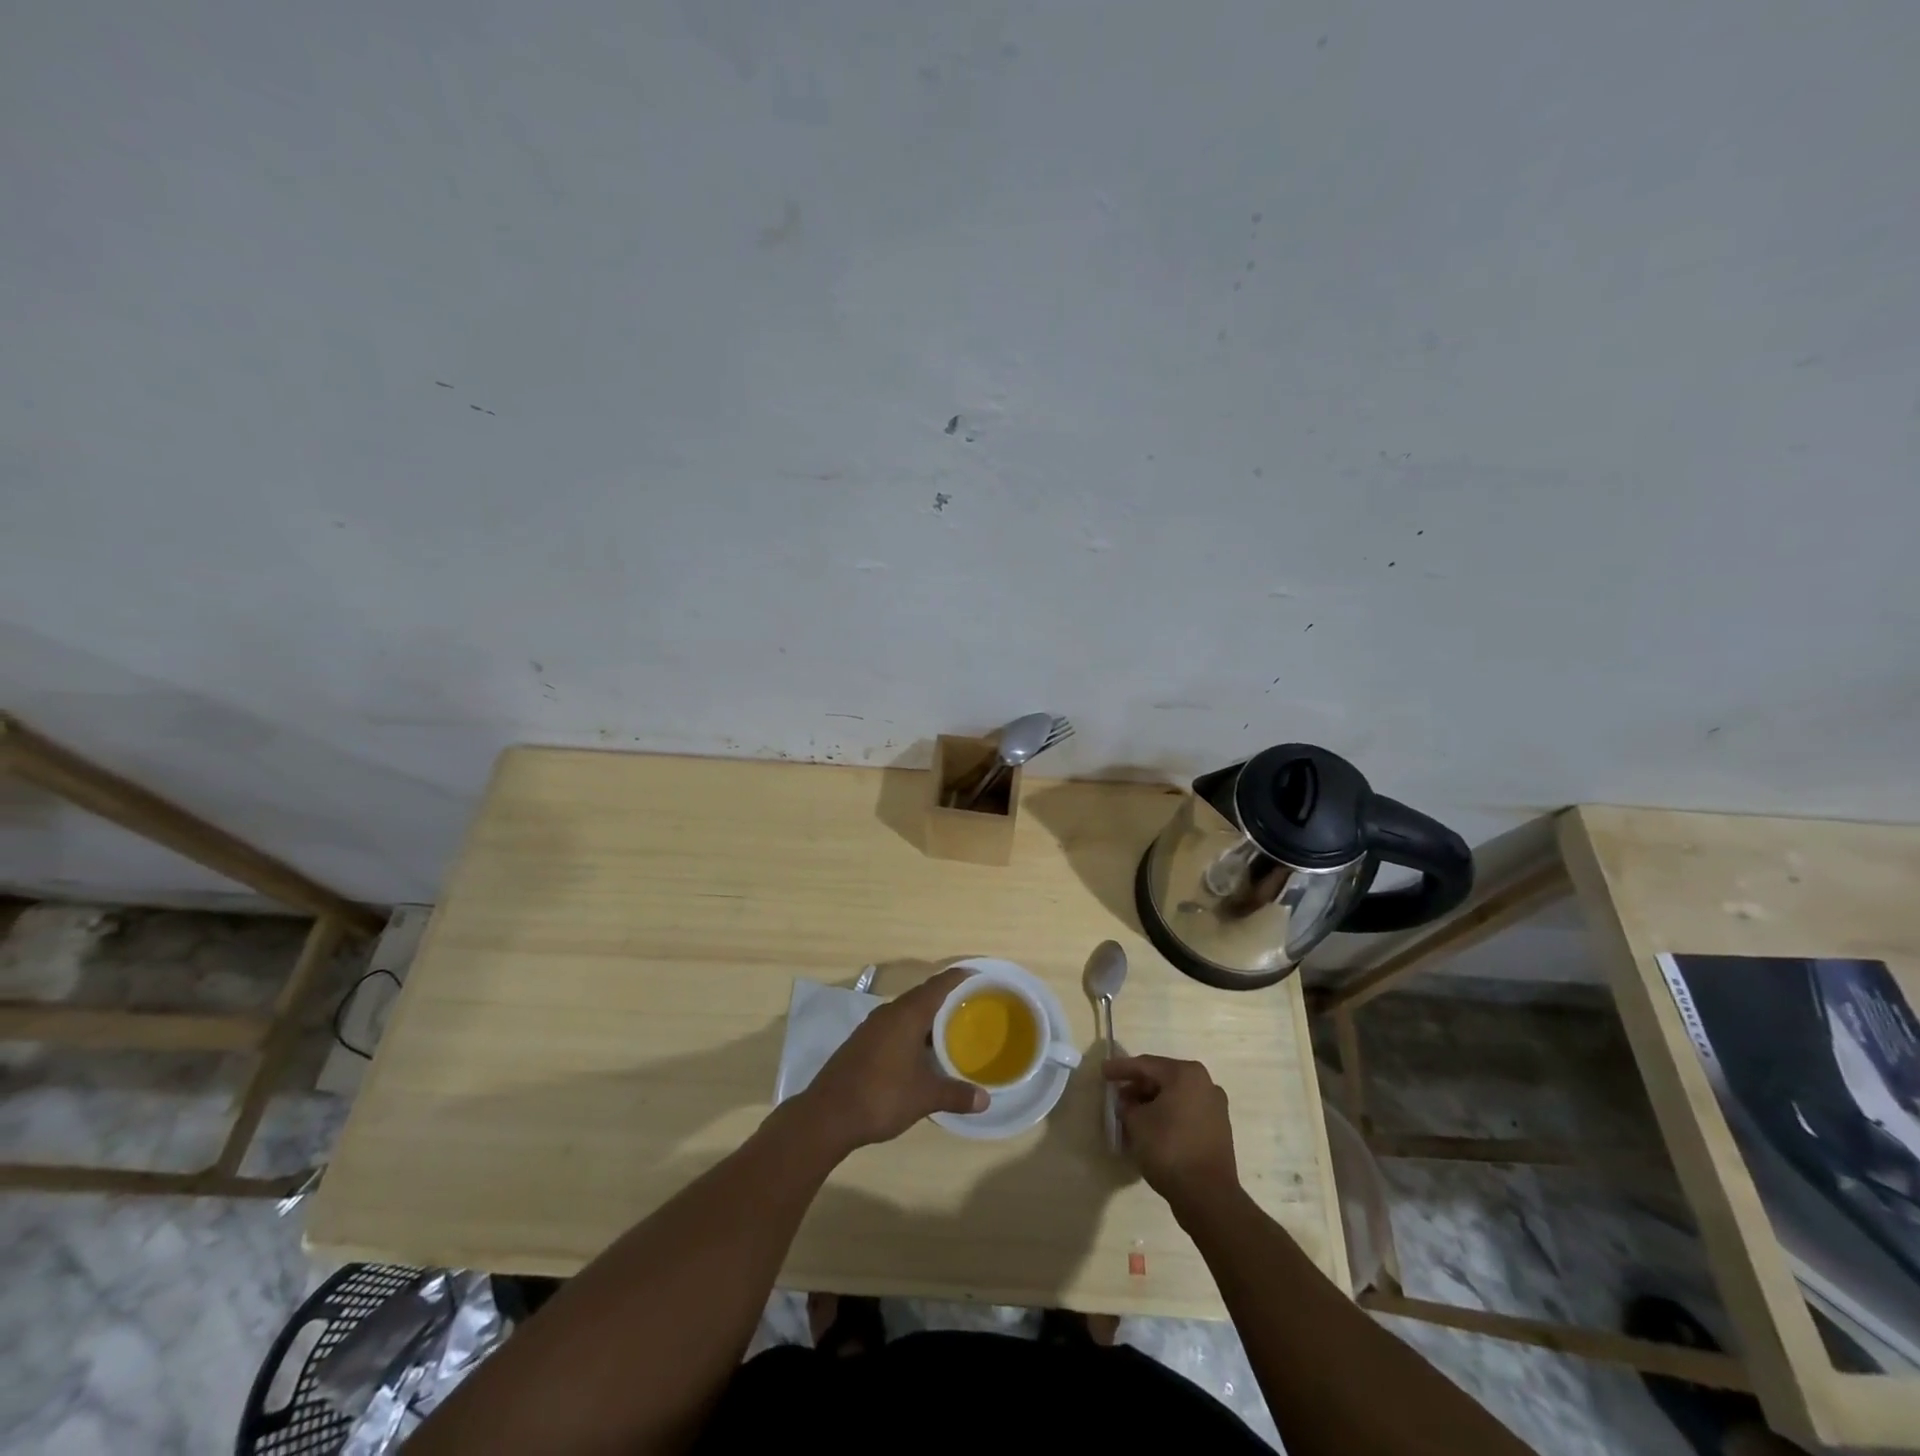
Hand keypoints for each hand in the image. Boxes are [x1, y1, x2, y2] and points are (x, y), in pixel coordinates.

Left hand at [799, 967, 987, 1153]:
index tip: (978, 976)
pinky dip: (911, 1031)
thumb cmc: (881, 1096)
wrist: (827, 1115)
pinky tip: (920, 1052)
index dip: (958, 978)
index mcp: (907, 1015)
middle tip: (971, 1006)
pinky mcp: (861, 1042)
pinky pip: (894, 1026)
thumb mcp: (925, 1097)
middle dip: (946, 998)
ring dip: (927, 1017)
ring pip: (906, 1012)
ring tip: (950, 1029)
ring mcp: (872, 1027)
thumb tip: (985, 1100)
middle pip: (922, 996)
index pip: (938, 985)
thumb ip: (956, 1094)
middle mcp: (889, 1013)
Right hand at [1104, 1055, 1238, 1208]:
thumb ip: (1127, 1105)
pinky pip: (1186, 1113)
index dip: (1121, 1068)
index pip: (1146, 1065)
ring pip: (1175, 1097)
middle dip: (1138, 1087)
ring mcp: (1215, 1108)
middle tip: (1117, 1095)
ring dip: (1152, 1103)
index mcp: (1186, 1074)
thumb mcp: (1137, 1123)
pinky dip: (1167, 1115)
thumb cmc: (1169, 1149)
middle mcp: (1205, 1084)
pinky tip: (1151, 1128)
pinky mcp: (1218, 1130)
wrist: (1208, 1196)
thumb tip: (1128, 1103)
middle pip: (1163, 1079)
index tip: (1103, 1071)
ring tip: (1131, 1114)